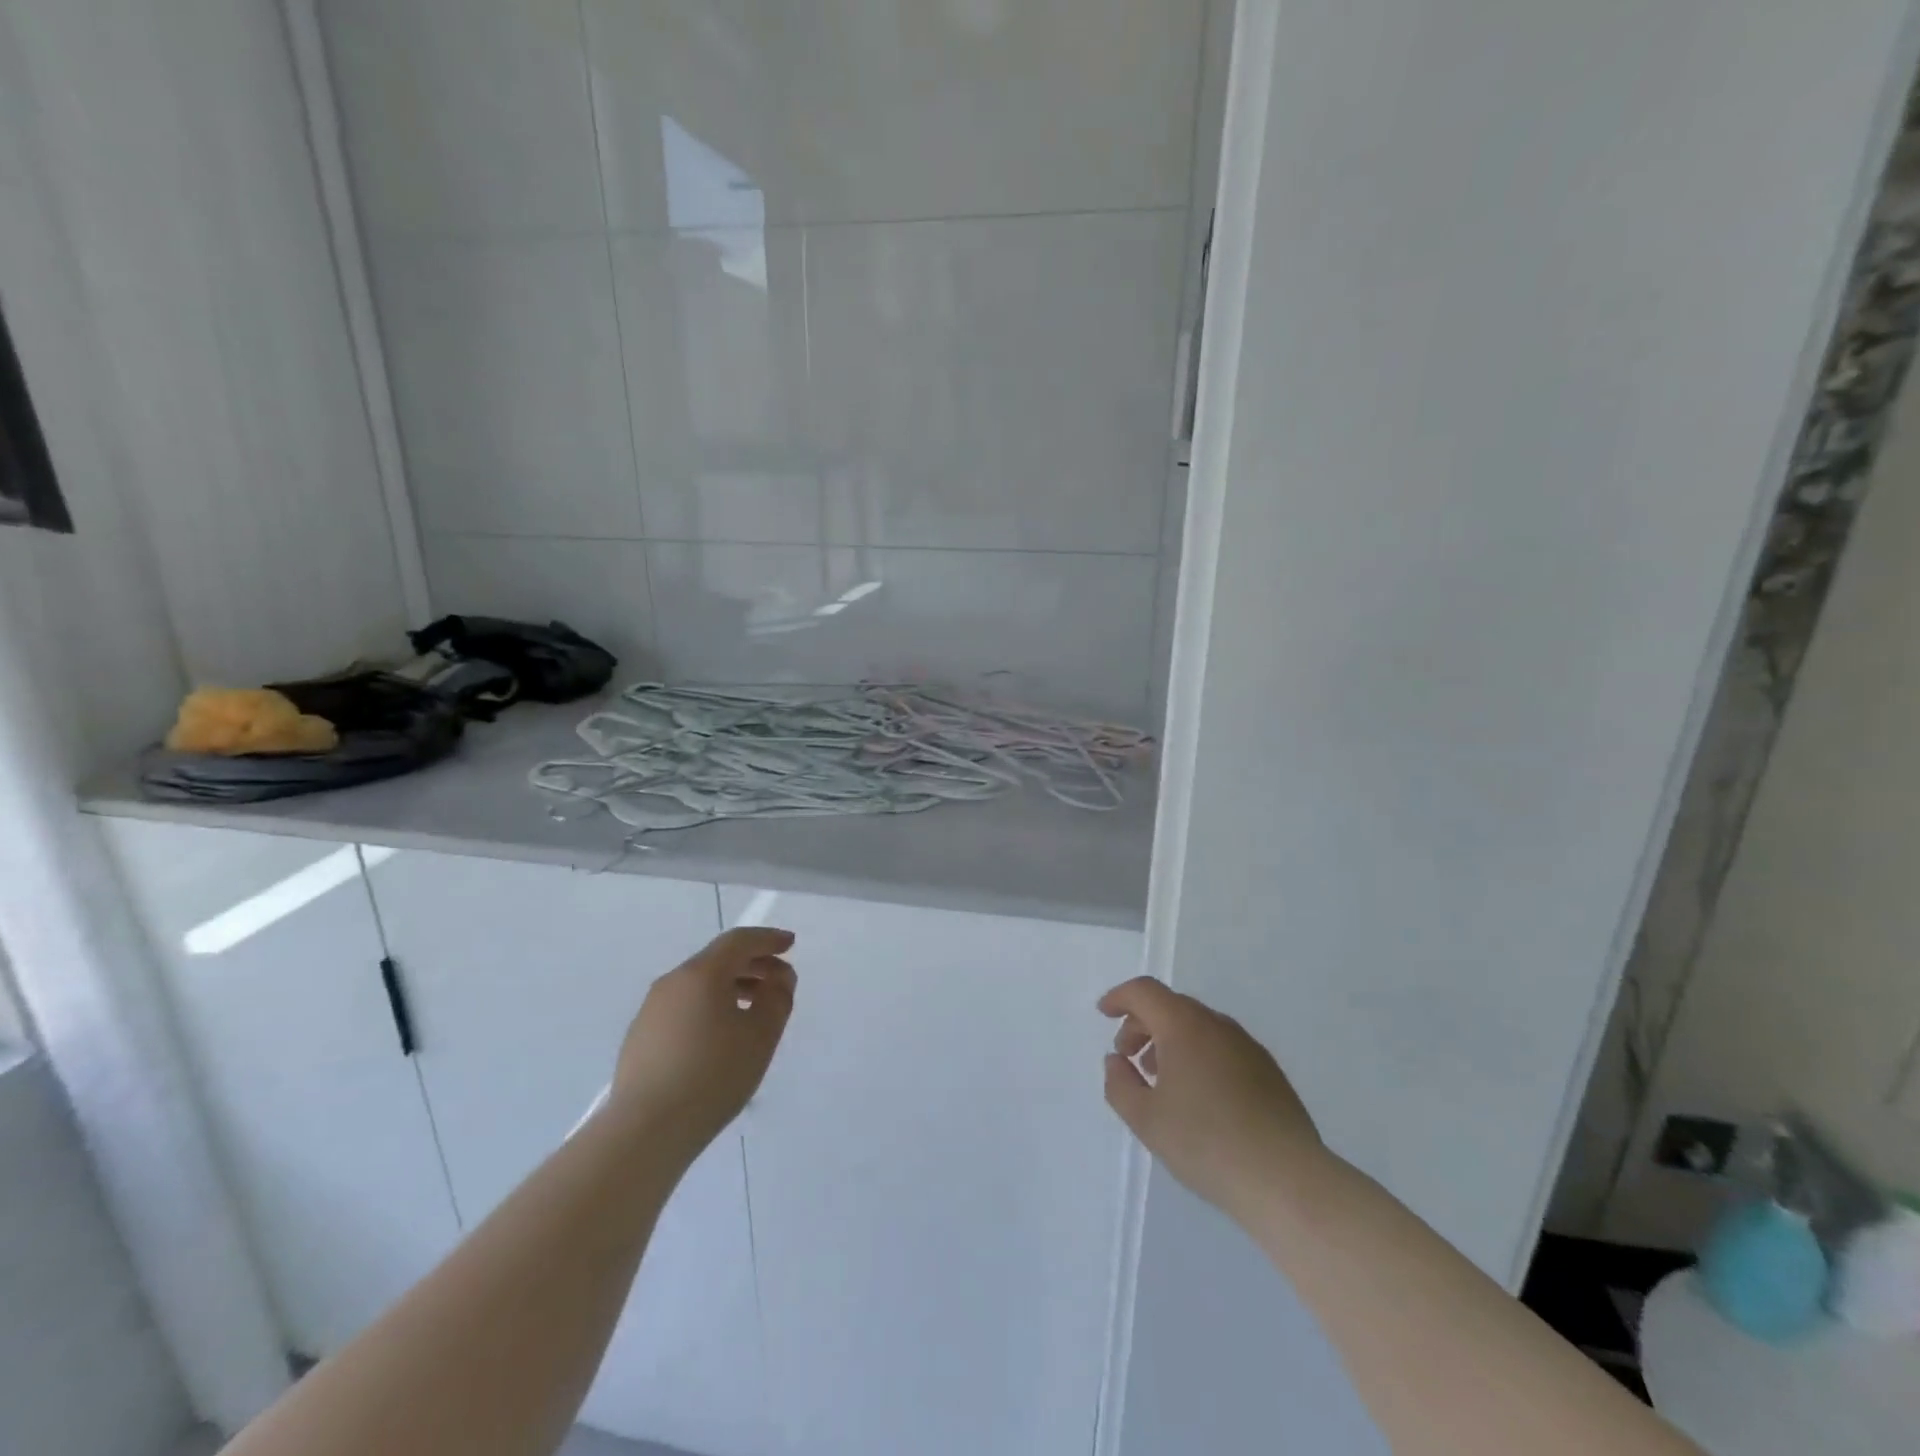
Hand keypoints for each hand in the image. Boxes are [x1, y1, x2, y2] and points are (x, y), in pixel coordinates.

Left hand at [610, 927, 797, 1160]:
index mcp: (701, 974)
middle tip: (779, 981)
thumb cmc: (713, 1076)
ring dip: (731, 987)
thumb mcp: (761, 1035)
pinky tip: (721, 1036)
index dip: (768, 939)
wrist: (645, 1131)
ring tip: (754, 1009)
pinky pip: (684, 1007)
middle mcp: (672, 982)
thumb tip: (778, 978)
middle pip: (718, 960)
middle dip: (753, 964)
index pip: (739, 941)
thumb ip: (777, 998)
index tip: (790, 944)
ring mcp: (651, 1010)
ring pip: (699, 985)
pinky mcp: (641, 1037)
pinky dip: (709, 1007)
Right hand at [1100, 977, 1324, 1219]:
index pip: (1145, 992)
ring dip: (1171, 1041)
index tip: (1104, 1014)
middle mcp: (1217, 1025)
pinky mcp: (1269, 1072)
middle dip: (1143, 1023)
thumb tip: (1117, 1060)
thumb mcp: (1145, 1119)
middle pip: (1172, 1006)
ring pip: (1199, 1027)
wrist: (1286, 1180)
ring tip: (1161, 1080)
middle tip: (1128, 1057)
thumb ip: (1119, 1083)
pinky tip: (1198, 1096)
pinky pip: (1222, 1048)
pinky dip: (1199, 1056)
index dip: (1120, 998)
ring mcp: (1248, 1047)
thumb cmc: (1206, 1143)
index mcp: (1184, 1026)